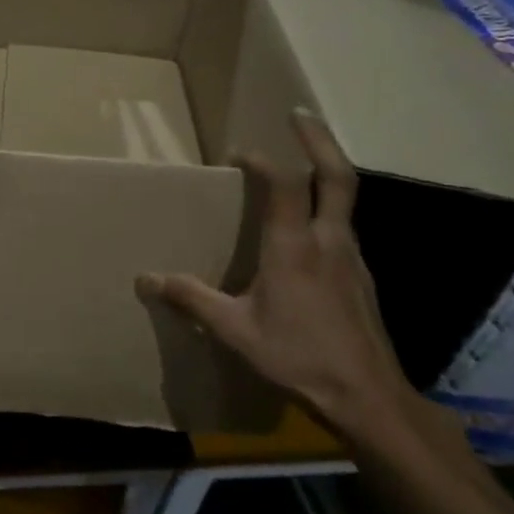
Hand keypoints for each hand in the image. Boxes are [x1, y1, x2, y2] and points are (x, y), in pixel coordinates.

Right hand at [137, 108, 412, 436]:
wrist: (367, 398)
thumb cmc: (298, 358)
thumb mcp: (234, 330)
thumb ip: (192, 299)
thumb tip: (146, 279)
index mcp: (294, 248)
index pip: (283, 184)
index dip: (261, 160)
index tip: (238, 154)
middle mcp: (329, 242)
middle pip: (337, 176)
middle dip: (318, 140)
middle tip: (299, 115)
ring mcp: (352, 258)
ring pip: (345, 200)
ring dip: (326, 172)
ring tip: (302, 165)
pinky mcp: (361, 277)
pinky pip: (345, 227)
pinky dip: (328, 208)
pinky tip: (311, 229)